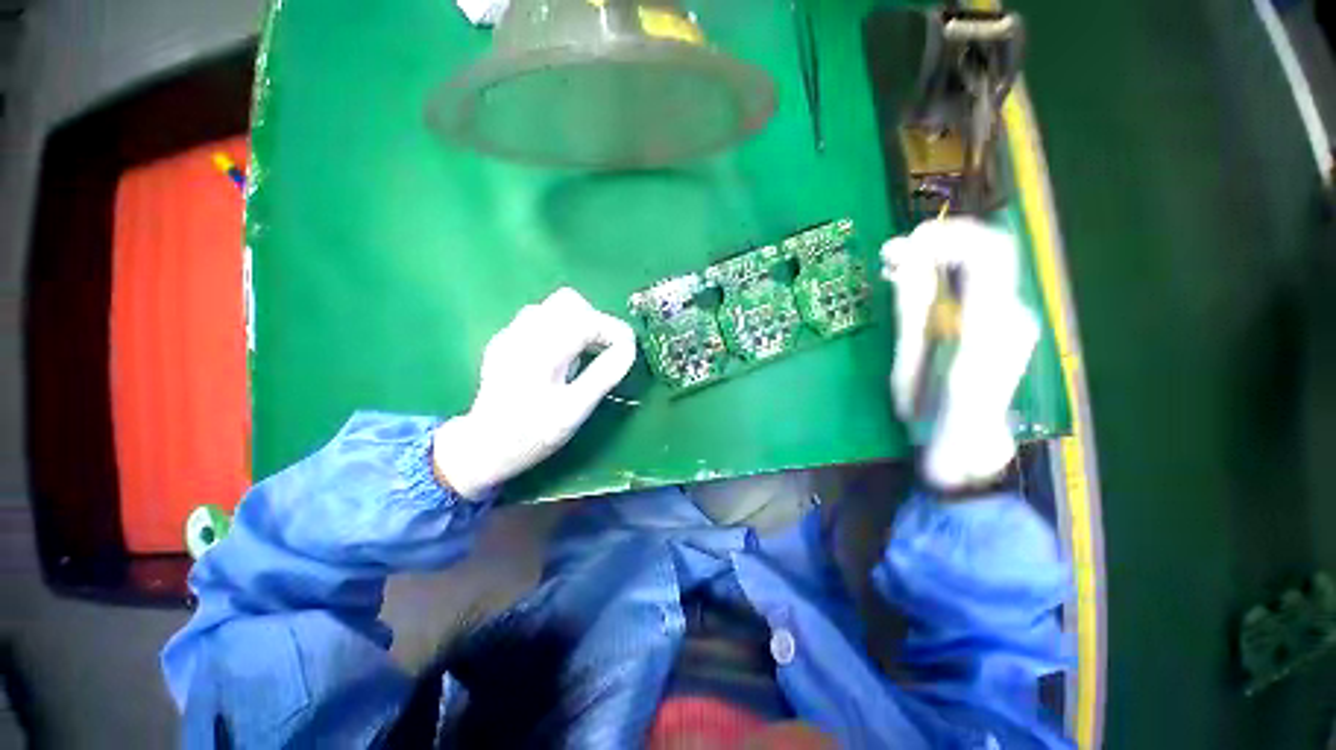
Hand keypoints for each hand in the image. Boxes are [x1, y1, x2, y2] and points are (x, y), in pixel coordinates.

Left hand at [433, 288, 636, 498]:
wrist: (483, 447)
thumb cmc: (532, 434)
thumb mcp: (574, 411)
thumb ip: (603, 375)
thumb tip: (628, 348)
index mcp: (541, 352)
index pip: (587, 320)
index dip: (613, 331)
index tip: (627, 350)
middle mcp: (522, 334)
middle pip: (569, 302)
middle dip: (594, 322)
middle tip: (603, 351)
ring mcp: (510, 335)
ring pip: (553, 307)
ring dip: (577, 324)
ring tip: (583, 355)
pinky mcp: (505, 340)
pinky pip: (540, 319)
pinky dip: (560, 330)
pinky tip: (559, 358)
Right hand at [881, 219, 1038, 489]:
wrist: (969, 448)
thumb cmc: (935, 416)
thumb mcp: (911, 366)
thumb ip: (912, 311)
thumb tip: (904, 261)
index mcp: (990, 327)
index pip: (986, 255)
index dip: (947, 237)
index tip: (904, 242)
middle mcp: (1011, 315)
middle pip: (984, 253)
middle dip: (937, 244)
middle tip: (891, 254)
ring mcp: (1011, 320)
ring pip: (978, 269)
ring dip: (935, 260)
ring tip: (893, 266)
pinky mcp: (1001, 326)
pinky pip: (973, 287)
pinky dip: (941, 278)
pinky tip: (912, 284)